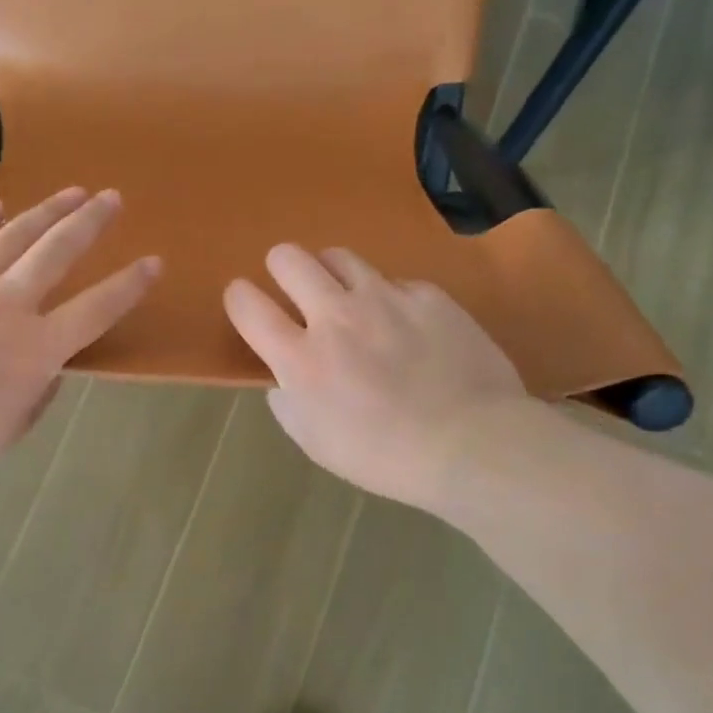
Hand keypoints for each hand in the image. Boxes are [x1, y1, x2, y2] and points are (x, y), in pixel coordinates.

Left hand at [0, 188, 159, 479]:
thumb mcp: (9, 430)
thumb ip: (38, 394)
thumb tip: (49, 368)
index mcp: (37, 348)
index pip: (97, 308)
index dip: (130, 284)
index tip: (153, 262)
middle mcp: (9, 304)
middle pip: (58, 251)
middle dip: (91, 221)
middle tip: (112, 198)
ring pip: (14, 235)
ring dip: (47, 211)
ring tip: (71, 192)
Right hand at [224, 244, 525, 511]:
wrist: (474, 445)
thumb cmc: (386, 456)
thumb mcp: (317, 444)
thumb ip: (289, 404)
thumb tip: (284, 379)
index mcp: (301, 358)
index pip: (246, 304)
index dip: (239, 298)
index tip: (247, 303)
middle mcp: (335, 316)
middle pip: (288, 258)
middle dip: (281, 268)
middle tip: (295, 291)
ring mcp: (384, 299)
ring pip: (338, 256)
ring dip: (332, 274)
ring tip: (347, 297)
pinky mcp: (427, 295)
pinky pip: (394, 282)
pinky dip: (389, 298)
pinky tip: (406, 325)